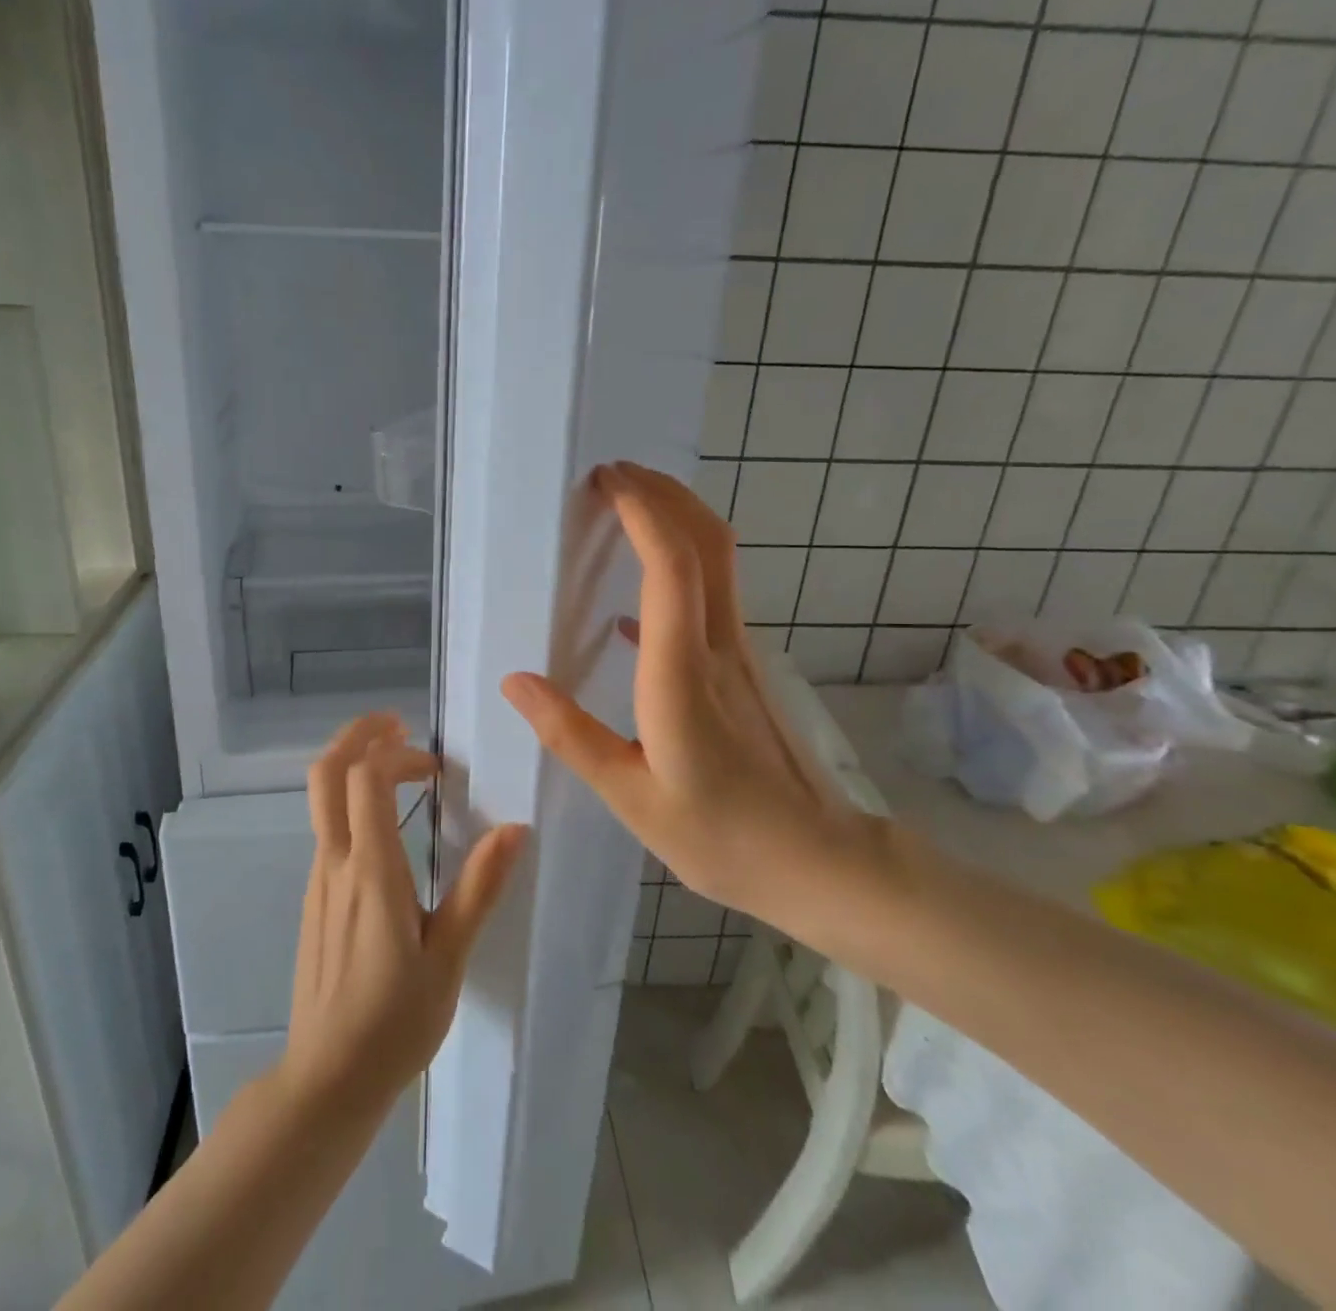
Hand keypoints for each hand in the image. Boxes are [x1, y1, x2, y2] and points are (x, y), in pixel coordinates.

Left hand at [279, 714, 526, 1114]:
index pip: (365, 779)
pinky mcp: (315, 898)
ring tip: (401, 770)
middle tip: (397, 725)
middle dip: (357, 735)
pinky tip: (388, 829)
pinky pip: (328, 830)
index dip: (396, 752)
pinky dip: (352, 803)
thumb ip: (479, 888)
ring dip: (355, 767)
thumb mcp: (449, 957)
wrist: (327, 1079)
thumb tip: (515, 828)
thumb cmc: (395, 1021)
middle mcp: (335, 863)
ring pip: (322, 799)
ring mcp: (319, 880)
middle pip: (326, 773)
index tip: (435, 766)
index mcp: (371, 872)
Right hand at [500, 462, 892, 940]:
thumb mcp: (631, 797)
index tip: (606, 481)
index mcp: (682, 674)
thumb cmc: (721, 835)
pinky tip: (638, 602)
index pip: (671, 567)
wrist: (818, 860)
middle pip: (707, 541)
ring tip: (625, 510)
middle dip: (664, 494)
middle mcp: (718, 647)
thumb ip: (571, 736)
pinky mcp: (745, 666)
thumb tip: (516, 682)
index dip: (643, 512)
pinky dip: (679, 568)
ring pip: (717, 560)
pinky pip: (713, 594)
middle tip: (613, 474)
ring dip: (676, 519)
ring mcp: (739, 653)